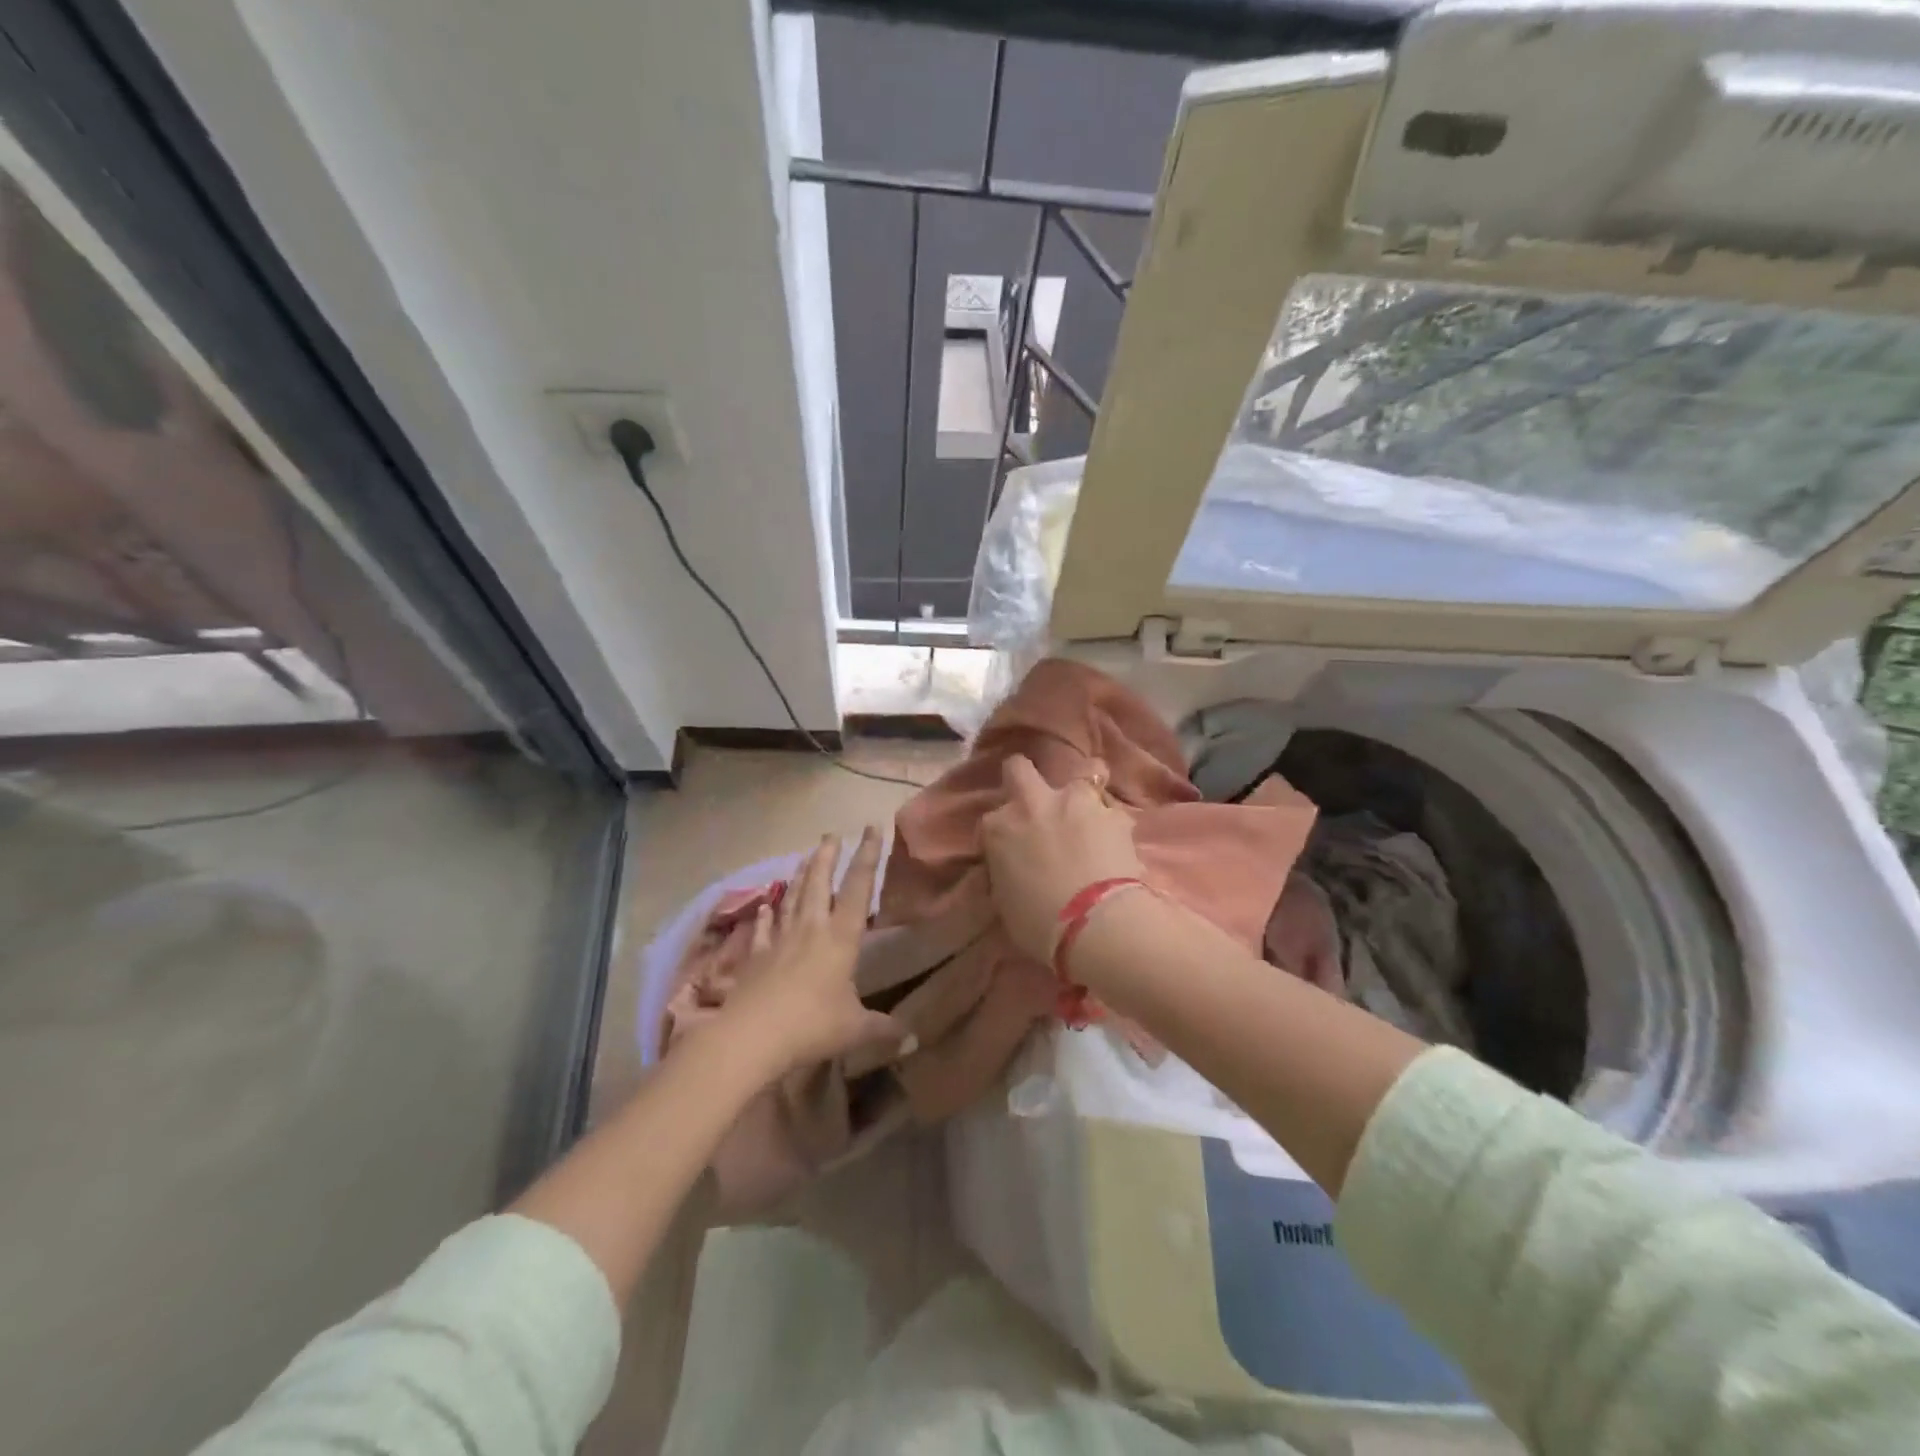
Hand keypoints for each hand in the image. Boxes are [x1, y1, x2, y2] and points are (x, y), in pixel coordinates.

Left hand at [721, 827, 907, 1075]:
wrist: (753, 1036)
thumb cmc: (813, 1025)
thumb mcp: (855, 1029)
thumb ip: (884, 1030)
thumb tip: (915, 1041)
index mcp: (841, 937)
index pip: (859, 888)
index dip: (868, 856)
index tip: (872, 829)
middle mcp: (811, 928)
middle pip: (819, 883)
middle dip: (827, 856)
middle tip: (832, 834)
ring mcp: (779, 940)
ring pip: (791, 898)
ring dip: (800, 875)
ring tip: (805, 856)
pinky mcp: (755, 957)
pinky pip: (762, 929)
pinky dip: (765, 915)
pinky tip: (765, 905)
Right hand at [980, 754, 1146, 962]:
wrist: (1094, 925)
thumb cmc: (1039, 924)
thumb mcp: (1005, 902)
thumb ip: (1007, 873)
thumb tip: (1015, 870)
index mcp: (999, 828)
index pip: (992, 819)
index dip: (1003, 832)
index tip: (1011, 849)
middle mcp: (1033, 804)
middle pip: (1019, 768)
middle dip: (1024, 778)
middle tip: (1038, 802)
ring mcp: (1075, 803)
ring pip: (1085, 770)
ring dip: (1085, 789)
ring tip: (1090, 812)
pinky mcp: (1113, 814)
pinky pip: (1113, 811)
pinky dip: (1113, 824)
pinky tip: (1118, 842)